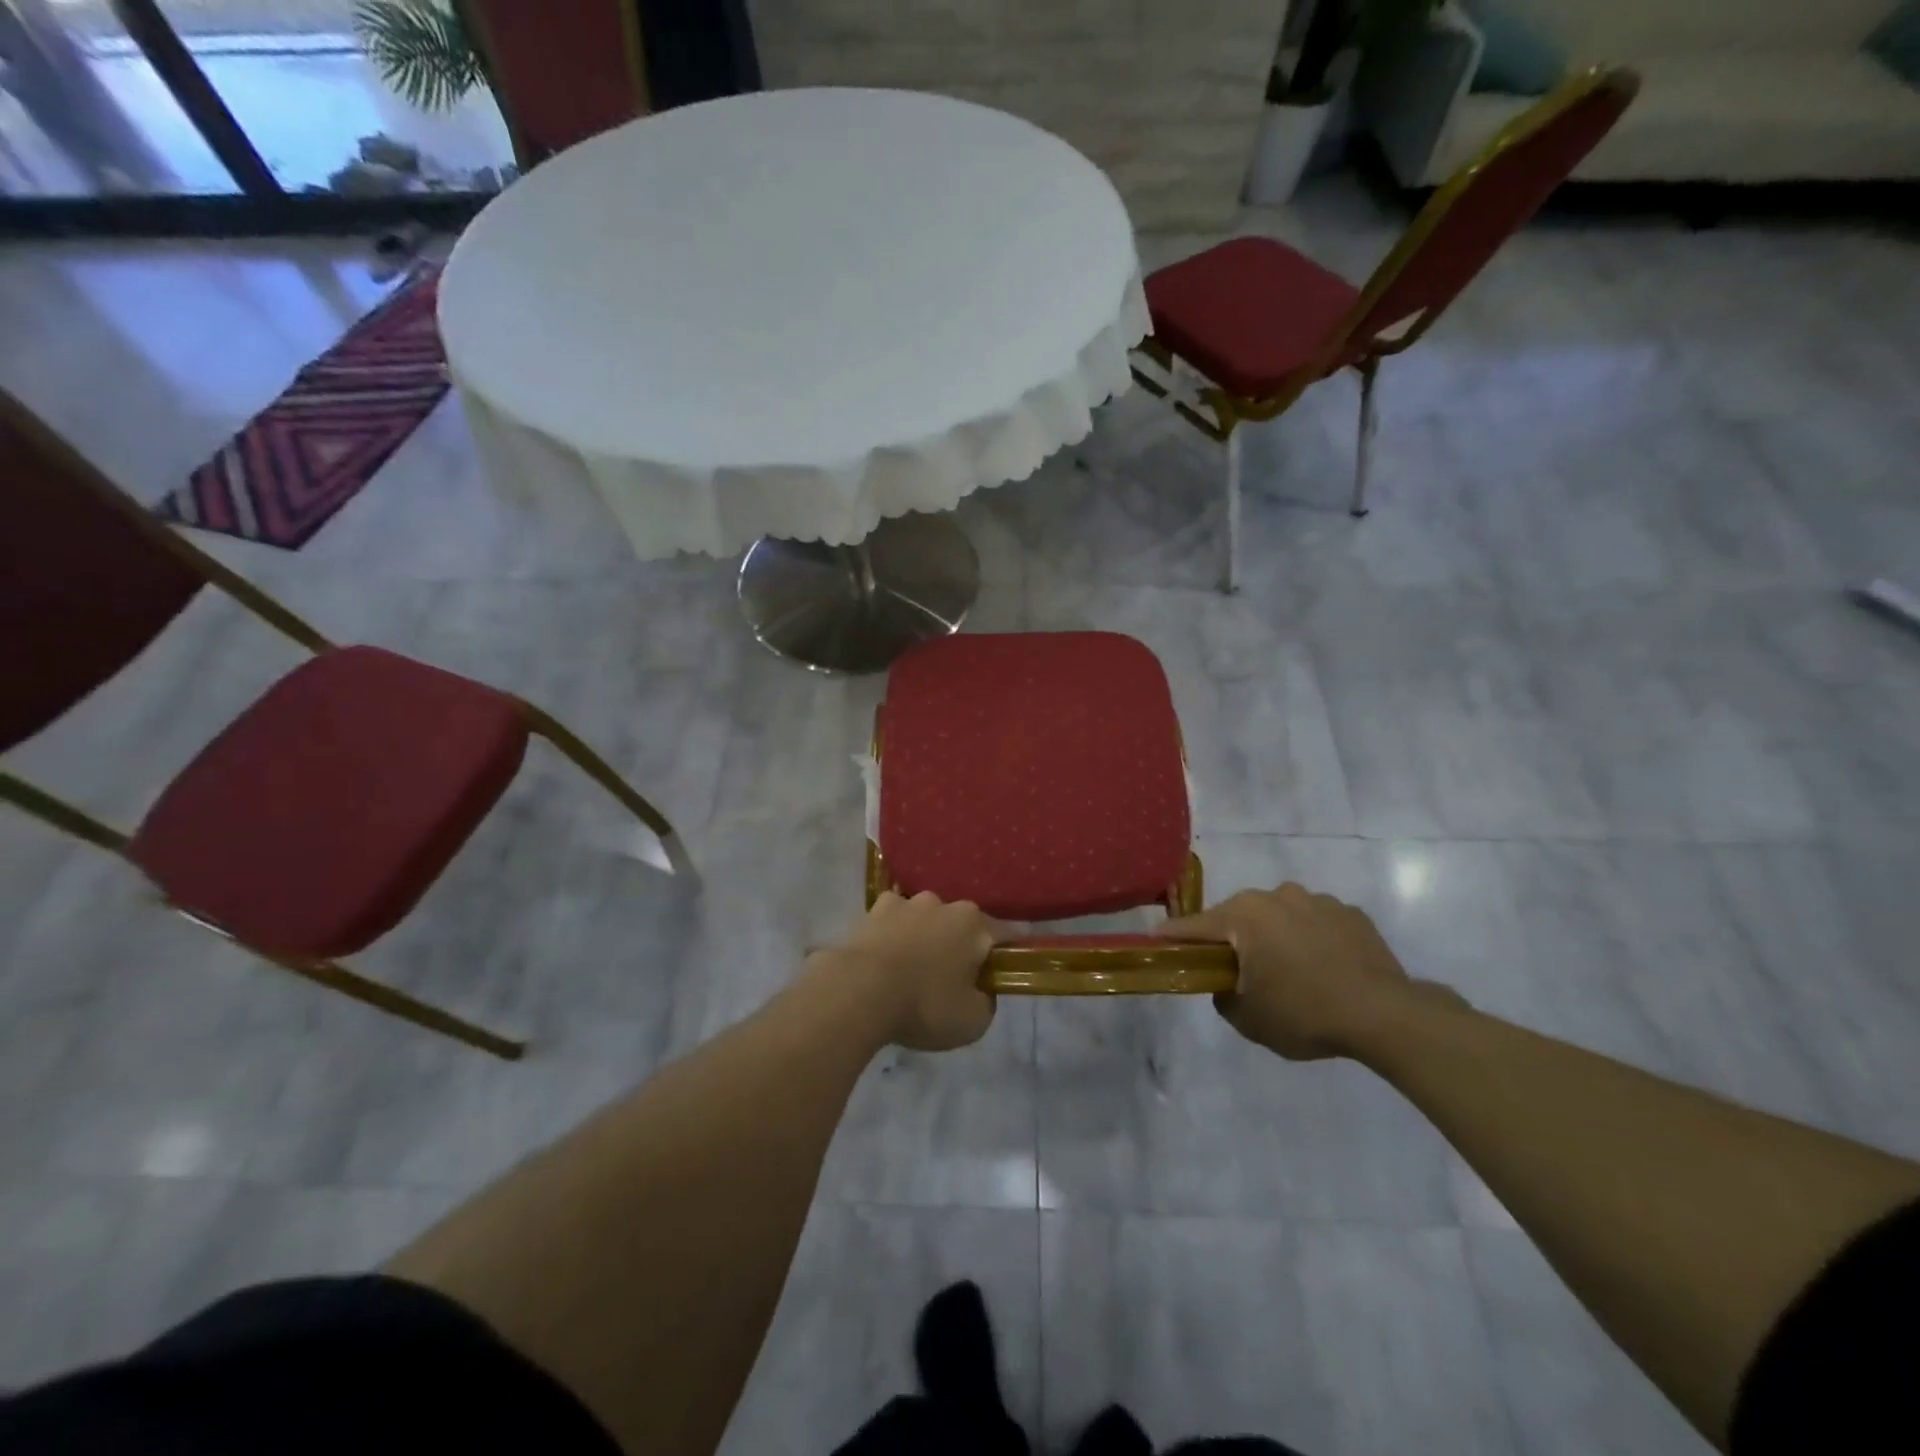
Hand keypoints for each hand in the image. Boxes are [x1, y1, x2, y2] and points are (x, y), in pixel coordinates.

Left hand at [823, 891, 1001, 1050]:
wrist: (858, 992)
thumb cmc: (924, 1005)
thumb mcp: (973, 1021)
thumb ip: (986, 1001)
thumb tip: (980, 990)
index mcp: (973, 924)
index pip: (1003, 935)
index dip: (1003, 957)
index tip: (997, 976)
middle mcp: (942, 904)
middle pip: (959, 924)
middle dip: (958, 946)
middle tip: (950, 980)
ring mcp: (904, 903)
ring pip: (923, 919)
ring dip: (923, 938)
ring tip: (911, 971)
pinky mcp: (871, 912)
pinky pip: (890, 922)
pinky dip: (891, 936)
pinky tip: (884, 960)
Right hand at [1159, 883, 1462, 1059]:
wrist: (1385, 1015)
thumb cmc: (1304, 1014)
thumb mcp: (1247, 1018)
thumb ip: (1222, 995)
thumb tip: (1227, 983)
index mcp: (1243, 915)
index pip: (1193, 926)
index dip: (1172, 937)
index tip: (1156, 942)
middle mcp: (1275, 896)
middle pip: (1237, 917)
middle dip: (1232, 940)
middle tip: (1237, 972)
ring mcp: (1316, 900)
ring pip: (1279, 916)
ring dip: (1274, 937)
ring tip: (1291, 973)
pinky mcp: (1350, 913)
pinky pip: (1315, 923)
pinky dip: (1310, 939)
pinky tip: (1324, 969)